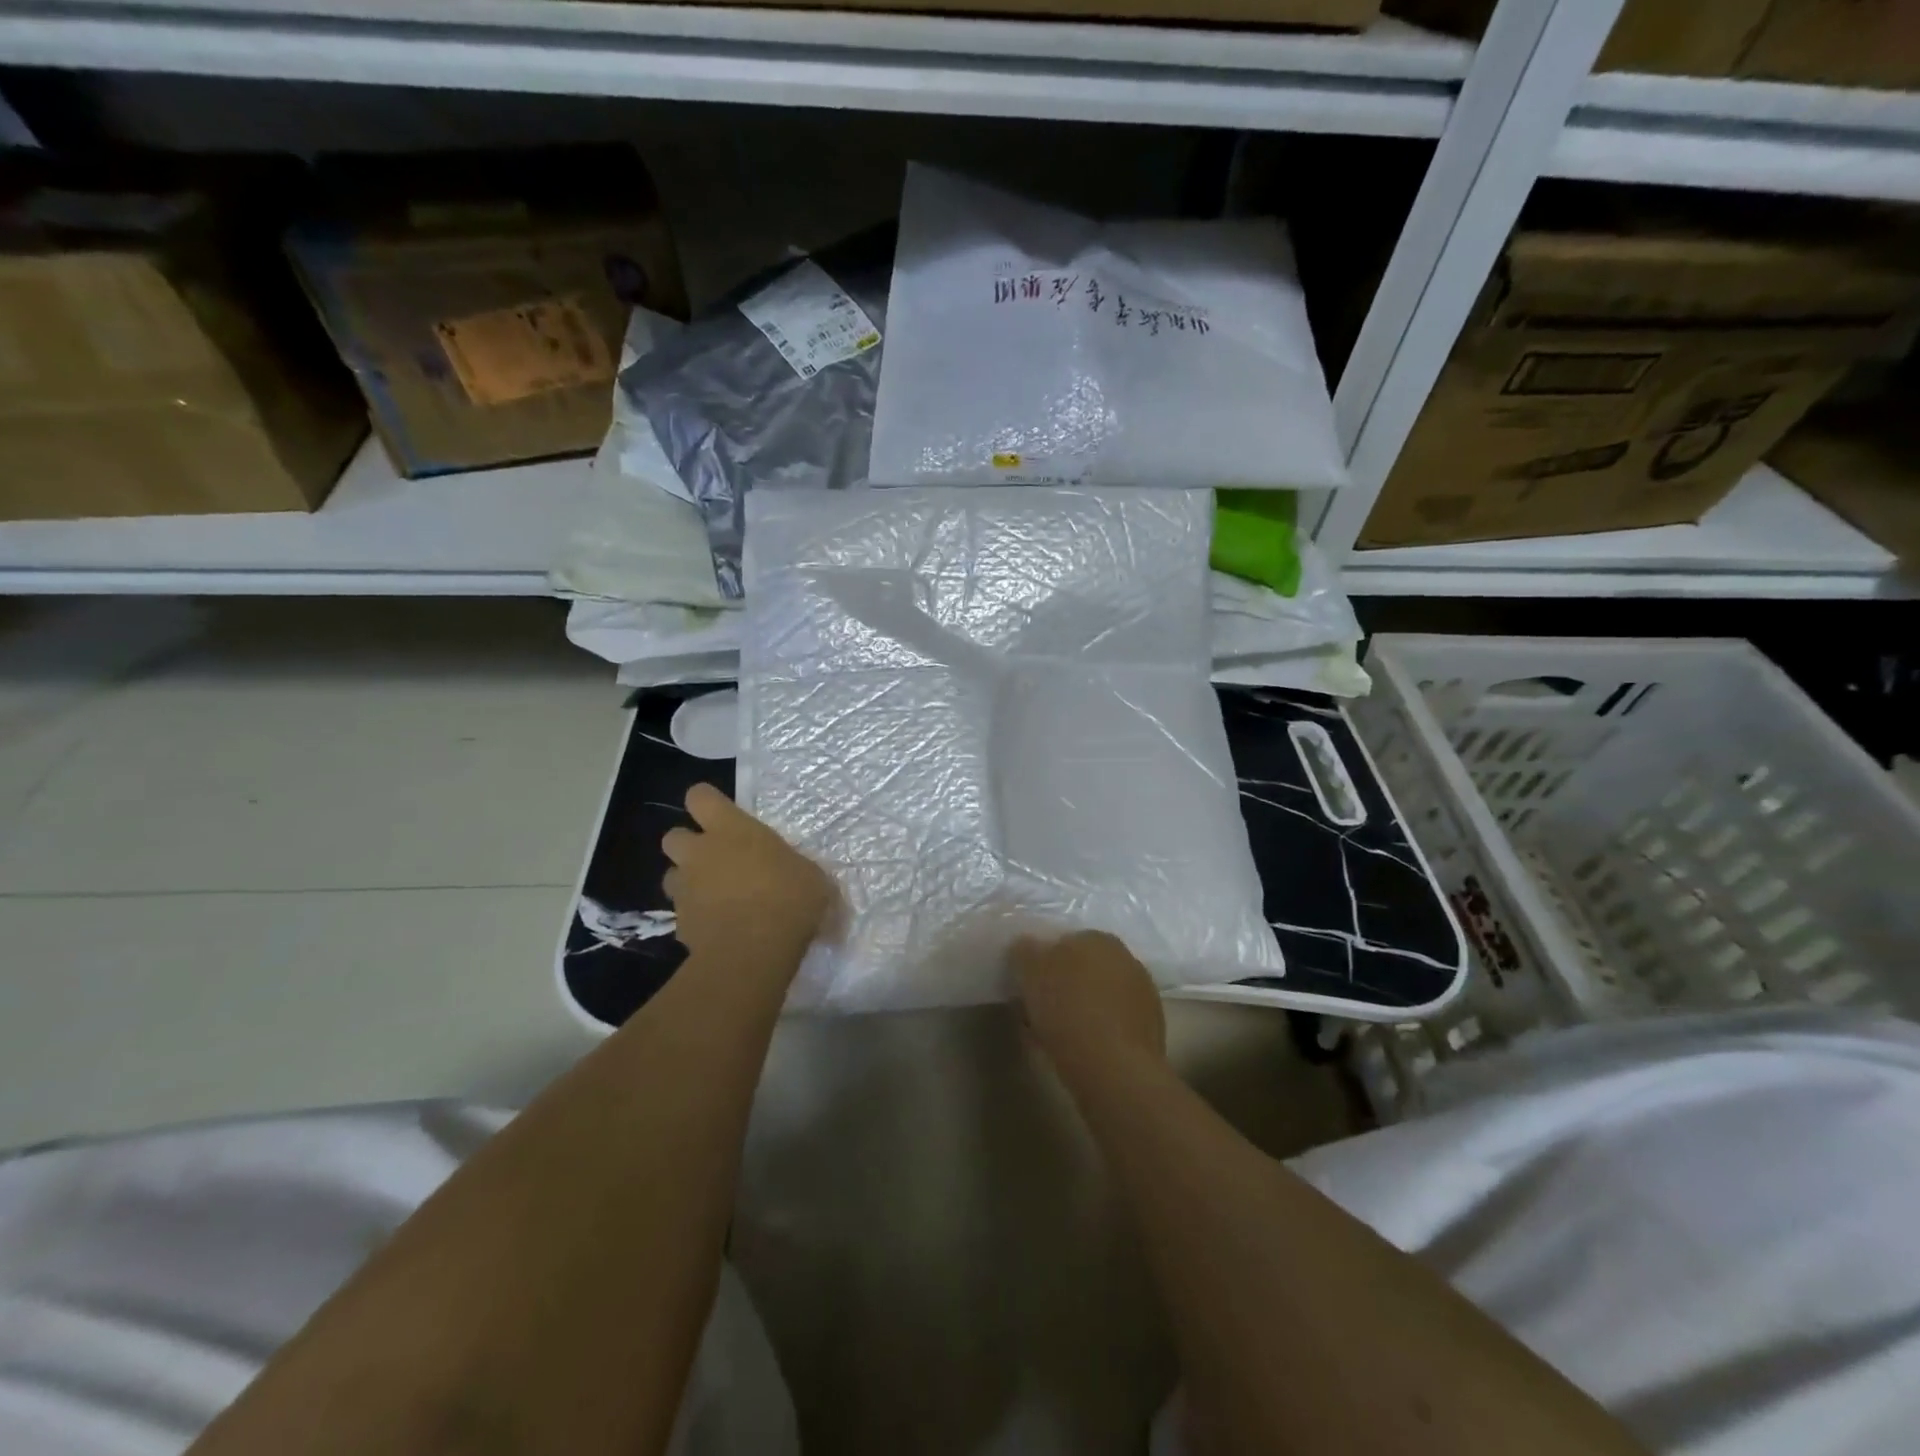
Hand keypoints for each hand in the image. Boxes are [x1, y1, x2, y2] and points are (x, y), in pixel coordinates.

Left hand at [662, 784, 834, 967]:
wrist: (753, 952)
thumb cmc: (788, 899)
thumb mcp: (810, 876)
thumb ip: (794, 869)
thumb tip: (802, 877)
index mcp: (731, 829)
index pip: (700, 797)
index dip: (707, 802)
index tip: (723, 814)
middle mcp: (700, 853)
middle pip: (673, 836)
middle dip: (689, 845)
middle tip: (716, 859)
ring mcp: (685, 890)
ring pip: (672, 876)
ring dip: (688, 882)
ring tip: (714, 896)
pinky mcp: (679, 925)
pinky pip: (683, 914)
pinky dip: (696, 918)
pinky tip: (718, 929)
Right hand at [1012, 931, 1165, 1073]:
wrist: (1114, 1067)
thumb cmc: (1067, 1010)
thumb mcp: (1030, 972)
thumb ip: (1025, 951)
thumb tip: (1026, 945)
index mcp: (1098, 937)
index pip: (1064, 943)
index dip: (1043, 964)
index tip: (1029, 986)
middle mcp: (1126, 957)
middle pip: (1084, 969)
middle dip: (1065, 985)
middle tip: (1041, 1010)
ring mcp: (1144, 993)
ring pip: (1100, 996)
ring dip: (1082, 1008)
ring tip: (1057, 1035)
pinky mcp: (1152, 1028)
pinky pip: (1114, 1022)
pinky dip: (1099, 1030)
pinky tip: (1082, 1049)